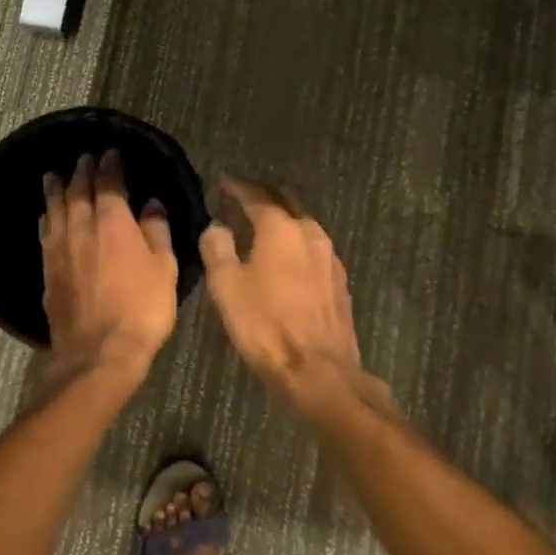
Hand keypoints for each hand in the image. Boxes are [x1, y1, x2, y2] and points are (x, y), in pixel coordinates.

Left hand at [41, 150, 177, 378]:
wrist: (99, 351)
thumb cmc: (142, 308)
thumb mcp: (163, 268)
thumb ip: (157, 231)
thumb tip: (151, 203)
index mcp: (113, 222)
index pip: (108, 183)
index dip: (109, 166)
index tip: (110, 153)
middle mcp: (81, 228)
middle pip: (77, 191)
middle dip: (81, 171)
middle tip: (83, 158)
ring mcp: (60, 249)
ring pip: (55, 209)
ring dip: (55, 190)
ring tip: (53, 176)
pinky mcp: (48, 272)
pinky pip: (46, 234)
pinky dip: (47, 218)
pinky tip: (46, 217)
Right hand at [200, 179, 365, 416]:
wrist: (318, 371)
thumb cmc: (265, 325)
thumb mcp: (226, 286)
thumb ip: (217, 247)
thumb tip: (216, 226)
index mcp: (281, 228)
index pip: (256, 196)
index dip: (237, 187)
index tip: (223, 183)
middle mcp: (310, 233)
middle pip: (286, 202)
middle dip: (264, 196)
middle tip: (243, 197)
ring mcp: (329, 257)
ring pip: (303, 225)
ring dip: (282, 220)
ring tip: (262, 227)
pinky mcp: (339, 281)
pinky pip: (312, 249)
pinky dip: (295, 243)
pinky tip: (286, 259)